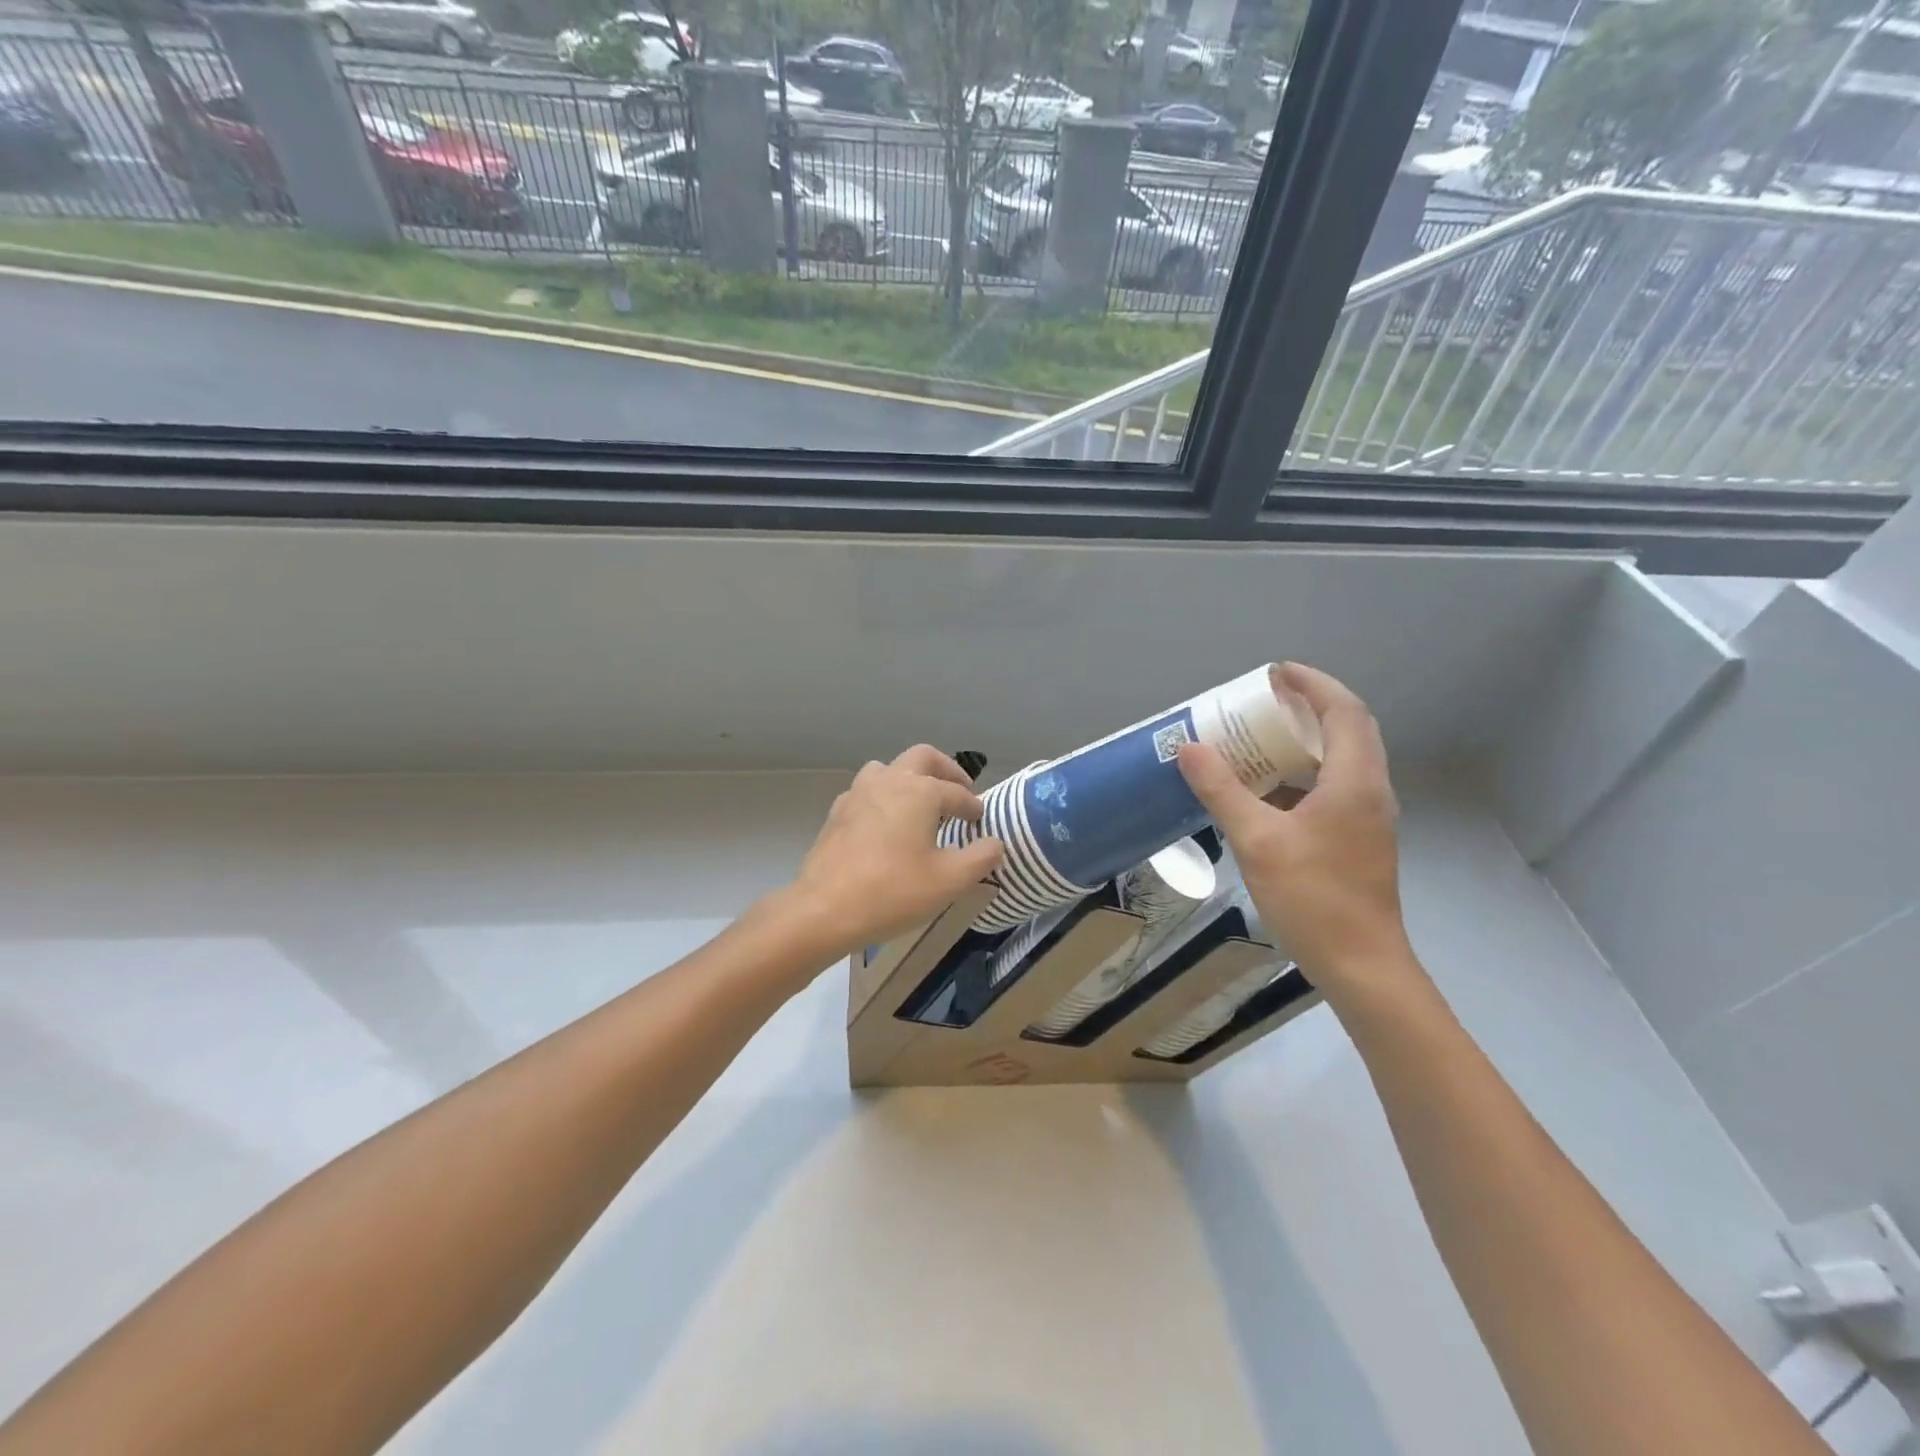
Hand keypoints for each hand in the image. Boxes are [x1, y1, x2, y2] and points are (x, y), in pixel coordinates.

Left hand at [783, 745, 1005, 959]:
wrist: (825, 909)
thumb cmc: (893, 891)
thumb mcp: (950, 881)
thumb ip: (980, 857)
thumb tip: (994, 843)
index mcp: (920, 791)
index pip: (957, 793)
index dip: (973, 806)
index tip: (980, 821)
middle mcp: (889, 781)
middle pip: (923, 757)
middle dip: (946, 770)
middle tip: (959, 790)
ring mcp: (858, 793)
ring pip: (888, 768)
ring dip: (909, 778)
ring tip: (920, 804)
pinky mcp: (837, 813)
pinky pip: (866, 791)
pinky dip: (883, 797)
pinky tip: (885, 824)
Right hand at [1177, 663, 1416, 1002]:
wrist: (1360, 965)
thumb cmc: (1313, 898)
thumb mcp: (1257, 841)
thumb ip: (1223, 790)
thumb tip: (1190, 748)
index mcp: (1354, 782)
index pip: (1343, 711)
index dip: (1312, 684)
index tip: (1275, 672)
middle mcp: (1369, 791)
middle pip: (1347, 730)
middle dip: (1308, 707)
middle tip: (1264, 701)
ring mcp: (1367, 818)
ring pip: (1341, 761)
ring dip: (1305, 742)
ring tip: (1260, 739)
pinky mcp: (1358, 840)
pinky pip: (1332, 789)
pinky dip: (1301, 776)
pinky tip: (1266, 792)